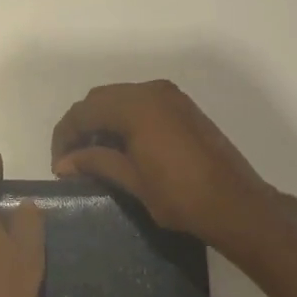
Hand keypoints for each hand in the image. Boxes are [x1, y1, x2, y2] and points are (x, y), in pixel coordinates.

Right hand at [50, 80, 280, 249]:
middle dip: (81, 126)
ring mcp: (171, 97)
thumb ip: (96, 163)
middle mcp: (151, 91)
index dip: (65, 136)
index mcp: (136, 106)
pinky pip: (142, 104)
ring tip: (95, 155)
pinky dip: (124, 120)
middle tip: (72, 159)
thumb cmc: (181, 196)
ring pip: (120, 99)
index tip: (59, 166)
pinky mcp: (183, 108)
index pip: (84, 111)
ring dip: (102, 122)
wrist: (237, 205)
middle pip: (100, 100)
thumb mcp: (133, 181)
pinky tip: (122, 148)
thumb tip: (63, 163)